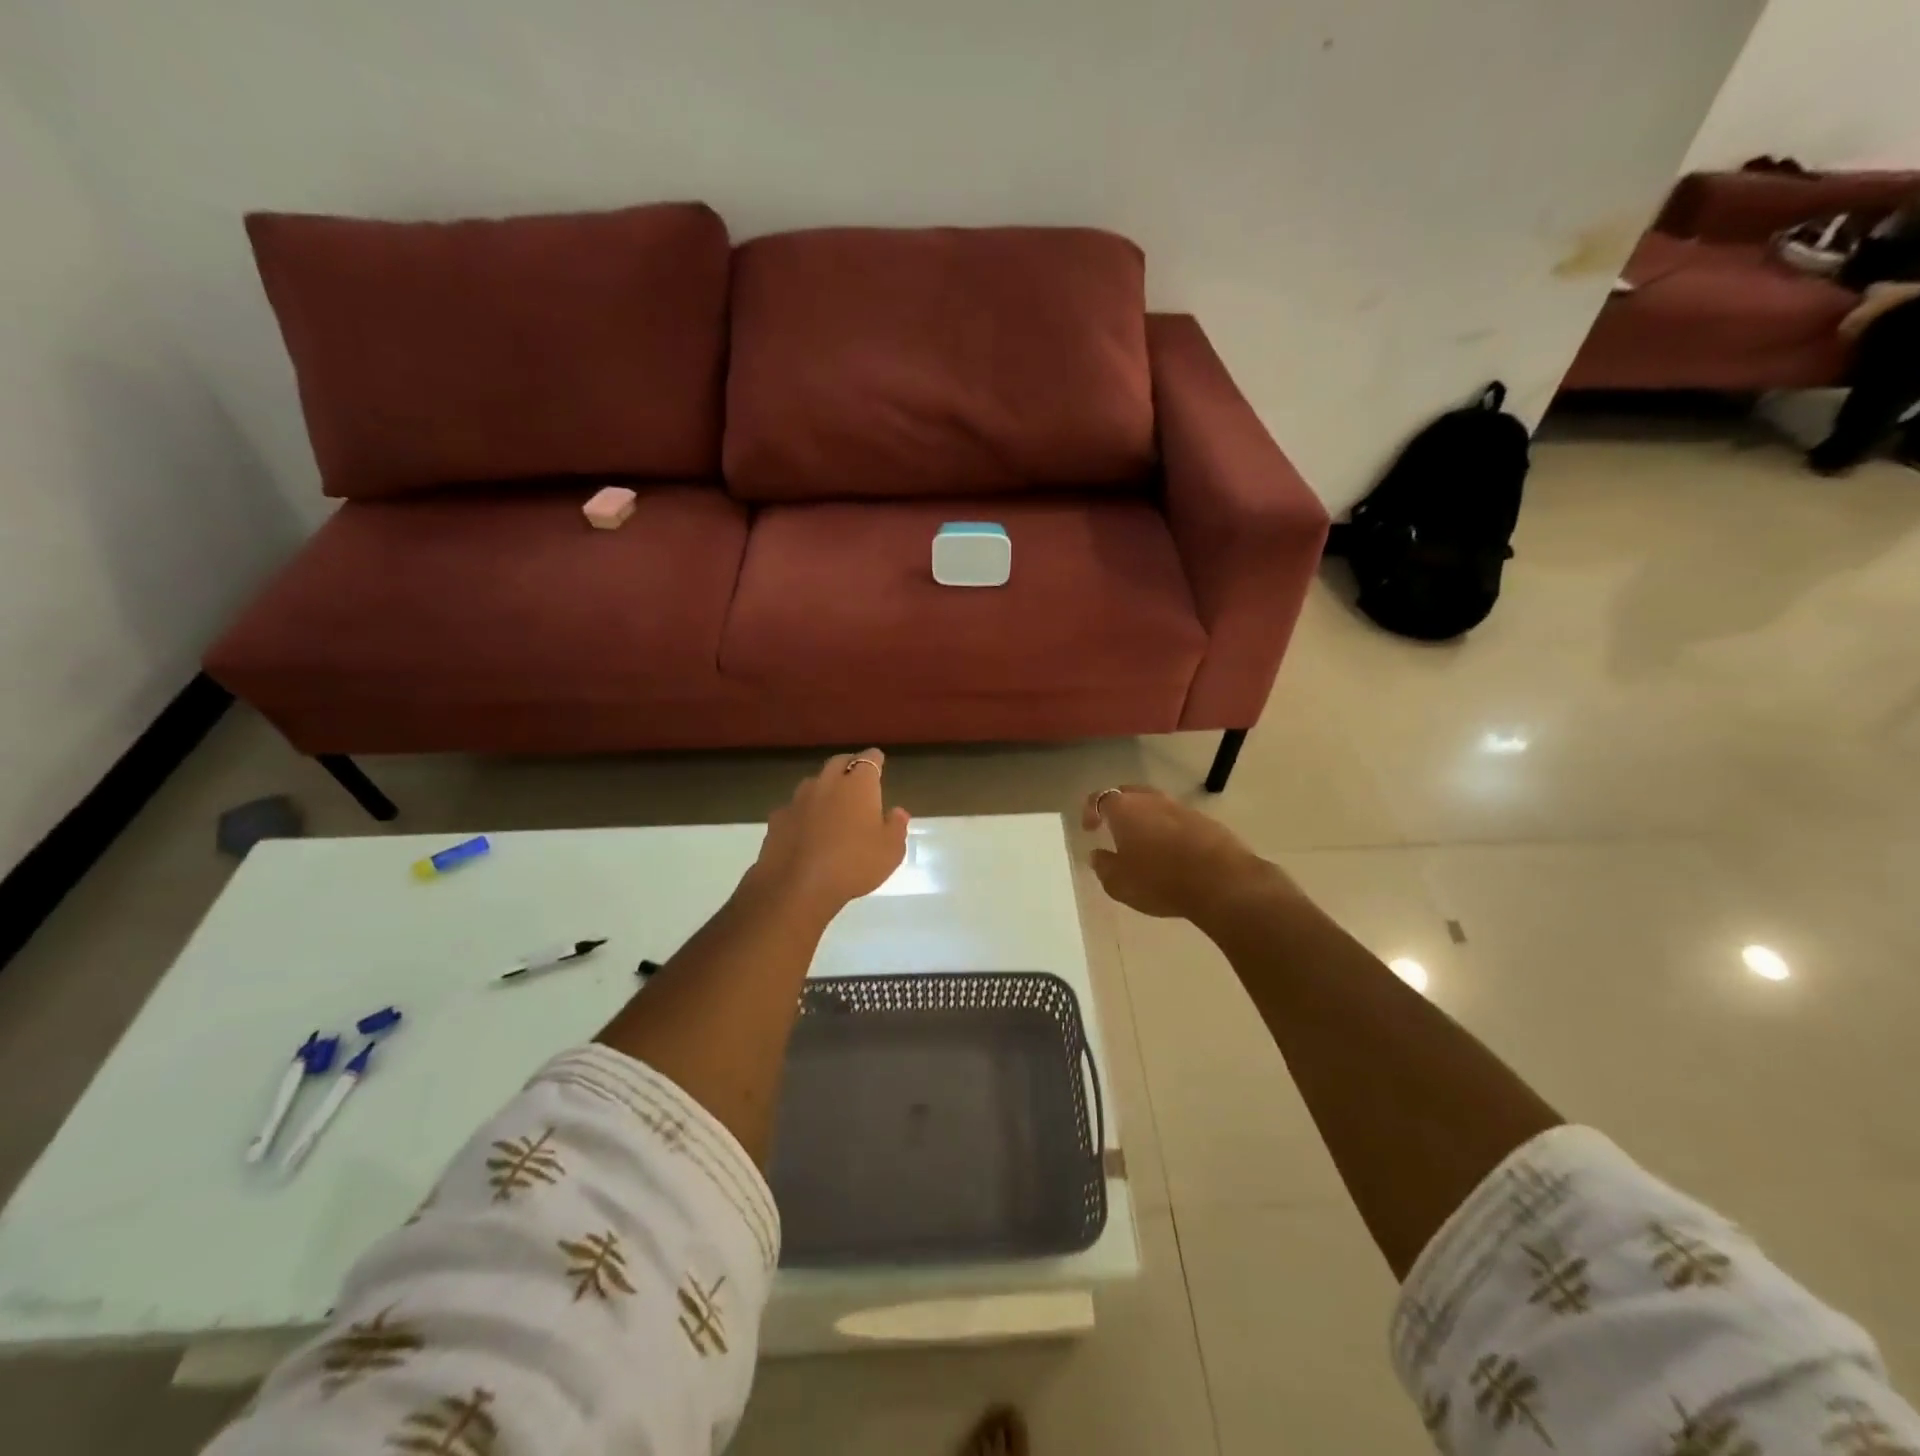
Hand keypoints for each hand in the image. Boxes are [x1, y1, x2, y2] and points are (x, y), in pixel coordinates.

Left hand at [748, 750, 909, 917]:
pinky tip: (806, 829)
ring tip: (832, 803)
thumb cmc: (854, 864)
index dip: (875, 760)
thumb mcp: (890, 851)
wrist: (797, 885)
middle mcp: (828, 783)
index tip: (879, 762)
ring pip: (814, 782)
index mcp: (859, 785)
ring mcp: (799, 799)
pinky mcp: (778, 818)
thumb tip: (897, 812)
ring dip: (824, 788)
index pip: (870, 759)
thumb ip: (896, 827)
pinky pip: (795, 807)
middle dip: (849, 766)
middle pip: (839, 762)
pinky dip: (803, 812)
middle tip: (856, 777)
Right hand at [1082, 785, 1291, 922]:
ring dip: (1146, 819)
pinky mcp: (1206, 821)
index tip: (1090, 829)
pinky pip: (1178, 819)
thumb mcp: (1119, 884)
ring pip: (1156, 805)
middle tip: (1114, 829)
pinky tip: (1173, 852)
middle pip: (1129, 794)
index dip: (1090, 811)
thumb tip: (1097, 855)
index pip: (1099, 798)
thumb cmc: (1160, 881)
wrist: (1222, 882)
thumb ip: (1103, 866)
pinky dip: (1170, 830)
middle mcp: (1151, 800)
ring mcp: (1181, 808)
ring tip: (1144, 842)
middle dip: (1118, 808)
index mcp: (1124, 809)